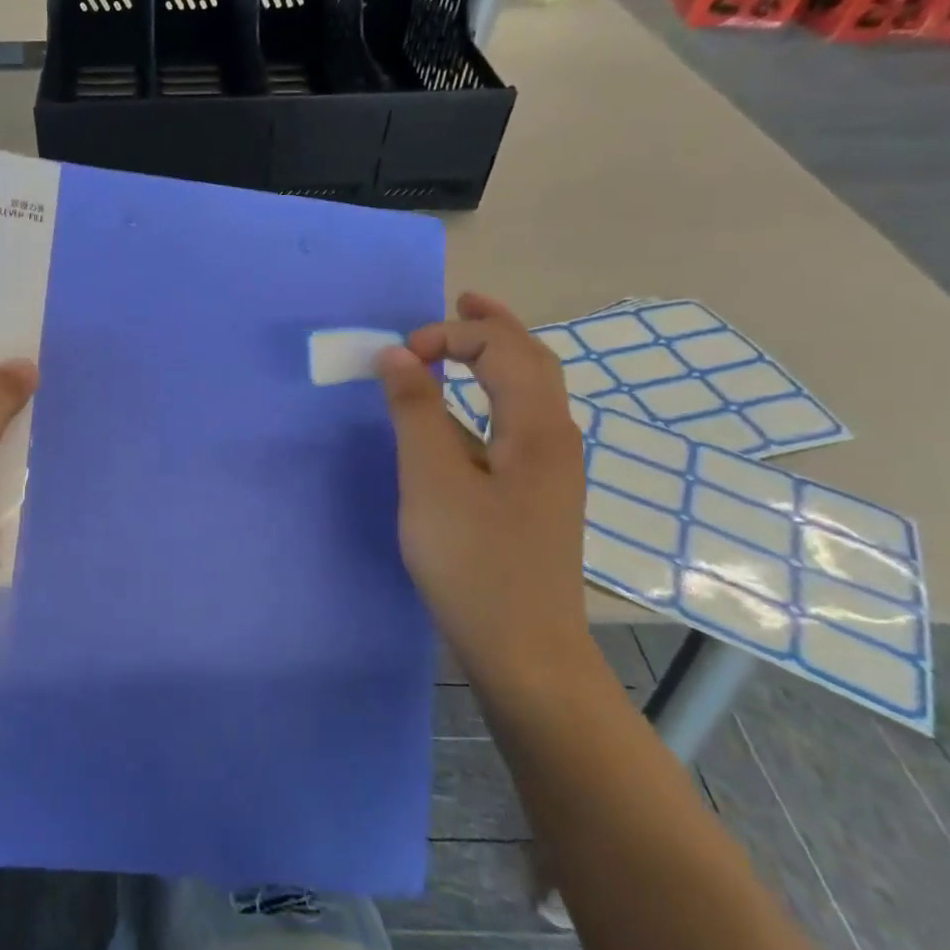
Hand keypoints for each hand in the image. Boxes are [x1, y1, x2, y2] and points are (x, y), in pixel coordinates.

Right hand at [374, 292, 593, 694]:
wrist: (525, 650)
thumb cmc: (475, 562)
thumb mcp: (432, 480)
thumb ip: (415, 411)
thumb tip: (395, 354)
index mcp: (537, 427)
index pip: (501, 348)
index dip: (449, 336)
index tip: (398, 358)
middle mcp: (555, 439)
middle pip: (531, 360)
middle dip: (492, 325)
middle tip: (459, 299)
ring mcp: (550, 470)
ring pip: (528, 392)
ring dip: (495, 357)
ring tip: (460, 342)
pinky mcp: (534, 495)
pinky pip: (515, 422)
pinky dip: (488, 395)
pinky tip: (461, 412)